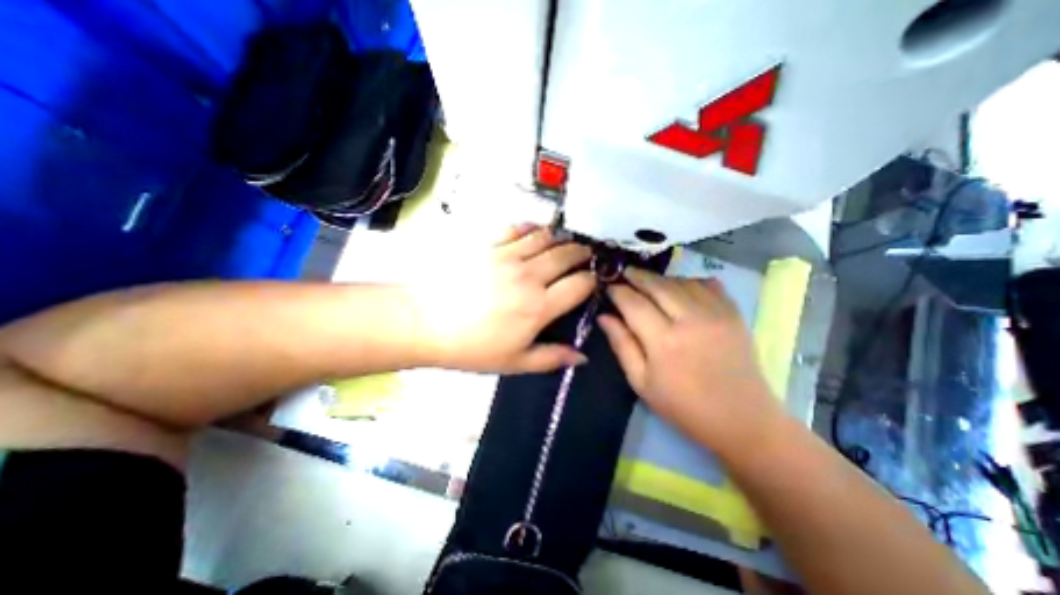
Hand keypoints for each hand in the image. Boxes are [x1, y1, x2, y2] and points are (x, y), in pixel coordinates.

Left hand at [409, 227, 599, 374]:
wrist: (424, 322)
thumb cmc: (470, 347)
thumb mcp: (514, 362)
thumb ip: (551, 358)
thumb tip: (581, 358)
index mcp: (539, 307)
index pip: (579, 284)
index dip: (592, 280)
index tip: (592, 281)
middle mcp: (529, 276)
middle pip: (567, 255)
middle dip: (582, 254)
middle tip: (585, 257)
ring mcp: (507, 256)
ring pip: (546, 237)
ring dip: (560, 239)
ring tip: (563, 244)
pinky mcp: (488, 245)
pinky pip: (517, 228)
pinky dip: (531, 228)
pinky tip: (534, 232)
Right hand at [596, 270, 785, 454]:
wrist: (742, 420)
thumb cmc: (683, 406)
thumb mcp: (641, 382)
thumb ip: (621, 344)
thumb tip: (603, 316)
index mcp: (663, 341)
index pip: (633, 303)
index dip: (618, 291)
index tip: (608, 287)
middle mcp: (690, 320)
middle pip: (657, 285)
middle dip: (636, 276)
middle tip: (624, 274)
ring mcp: (716, 314)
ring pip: (681, 281)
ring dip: (661, 279)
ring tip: (649, 284)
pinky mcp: (734, 314)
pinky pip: (708, 283)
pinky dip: (690, 280)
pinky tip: (681, 288)